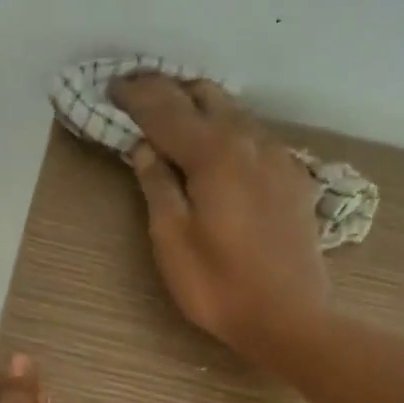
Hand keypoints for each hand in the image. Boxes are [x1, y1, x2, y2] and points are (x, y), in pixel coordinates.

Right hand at [110, 74, 330, 367]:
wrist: (288, 317)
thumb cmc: (218, 286)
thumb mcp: (171, 240)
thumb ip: (157, 186)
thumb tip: (144, 147)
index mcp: (213, 153)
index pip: (165, 109)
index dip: (135, 96)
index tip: (111, 86)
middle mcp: (249, 141)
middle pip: (205, 95)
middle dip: (168, 89)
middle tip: (138, 93)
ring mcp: (277, 157)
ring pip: (235, 110)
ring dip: (200, 104)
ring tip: (173, 111)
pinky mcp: (292, 178)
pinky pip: (255, 135)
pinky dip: (227, 127)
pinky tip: (218, 145)